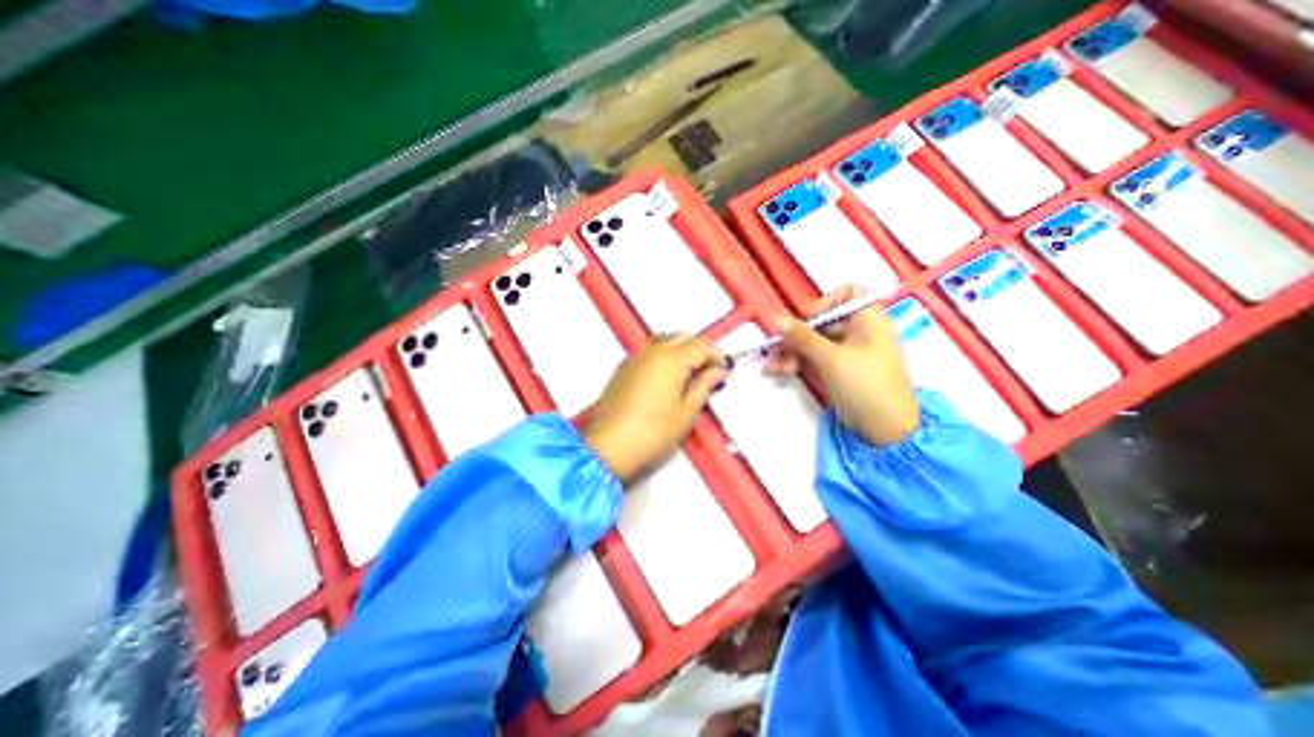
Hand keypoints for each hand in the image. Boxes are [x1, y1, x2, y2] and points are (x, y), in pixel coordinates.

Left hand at [581, 333, 729, 482]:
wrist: (608, 447)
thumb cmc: (650, 433)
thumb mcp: (686, 412)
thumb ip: (704, 386)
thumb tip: (716, 372)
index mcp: (672, 359)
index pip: (702, 345)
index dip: (717, 356)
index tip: (724, 370)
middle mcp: (652, 351)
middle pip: (683, 337)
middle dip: (699, 350)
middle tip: (708, 372)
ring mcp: (635, 358)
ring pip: (664, 342)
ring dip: (680, 352)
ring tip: (688, 378)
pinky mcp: (623, 369)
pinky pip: (649, 353)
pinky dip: (663, 358)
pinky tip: (667, 381)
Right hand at [765, 285, 914, 446]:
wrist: (885, 431)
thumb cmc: (865, 386)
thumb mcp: (831, 359)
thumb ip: (802, 337)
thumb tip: (776, 318)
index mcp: (868, 319)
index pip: (847, 294)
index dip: (824, 303)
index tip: (806, 320)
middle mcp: (858, 331)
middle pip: (821, 322)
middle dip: (795, 337)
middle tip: (774, 350)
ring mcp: (847, 352)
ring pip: (812, 342)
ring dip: (790, 353)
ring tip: (771, 368)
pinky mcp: (837, 370)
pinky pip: (812, 359)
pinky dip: (796, 363)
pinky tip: (777, 372)